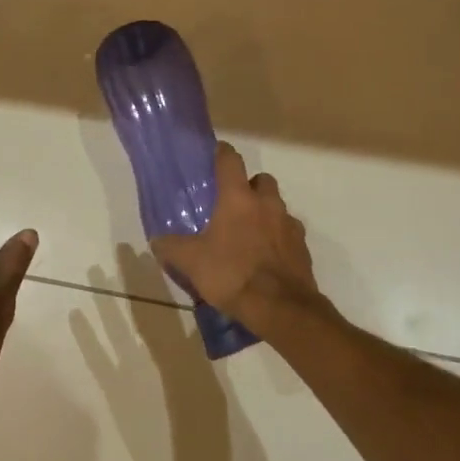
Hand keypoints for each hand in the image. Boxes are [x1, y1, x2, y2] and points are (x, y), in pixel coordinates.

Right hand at [150, 142, 321, 328]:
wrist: (280, 307)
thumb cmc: (231, 274)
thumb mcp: (191, 262)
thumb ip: (172, 247)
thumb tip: (157, 240)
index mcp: (238, 199)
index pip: (231, 161)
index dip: (222, 154)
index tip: (216, 154)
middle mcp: (267, 204)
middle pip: (261, 180)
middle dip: (249, 186)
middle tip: (233, 204)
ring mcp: (289, 224)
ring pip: (277, 207)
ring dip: (265, 213)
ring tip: (248, 235)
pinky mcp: (302, 247)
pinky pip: (288, 233)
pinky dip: (277, 238)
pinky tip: (265, 257)